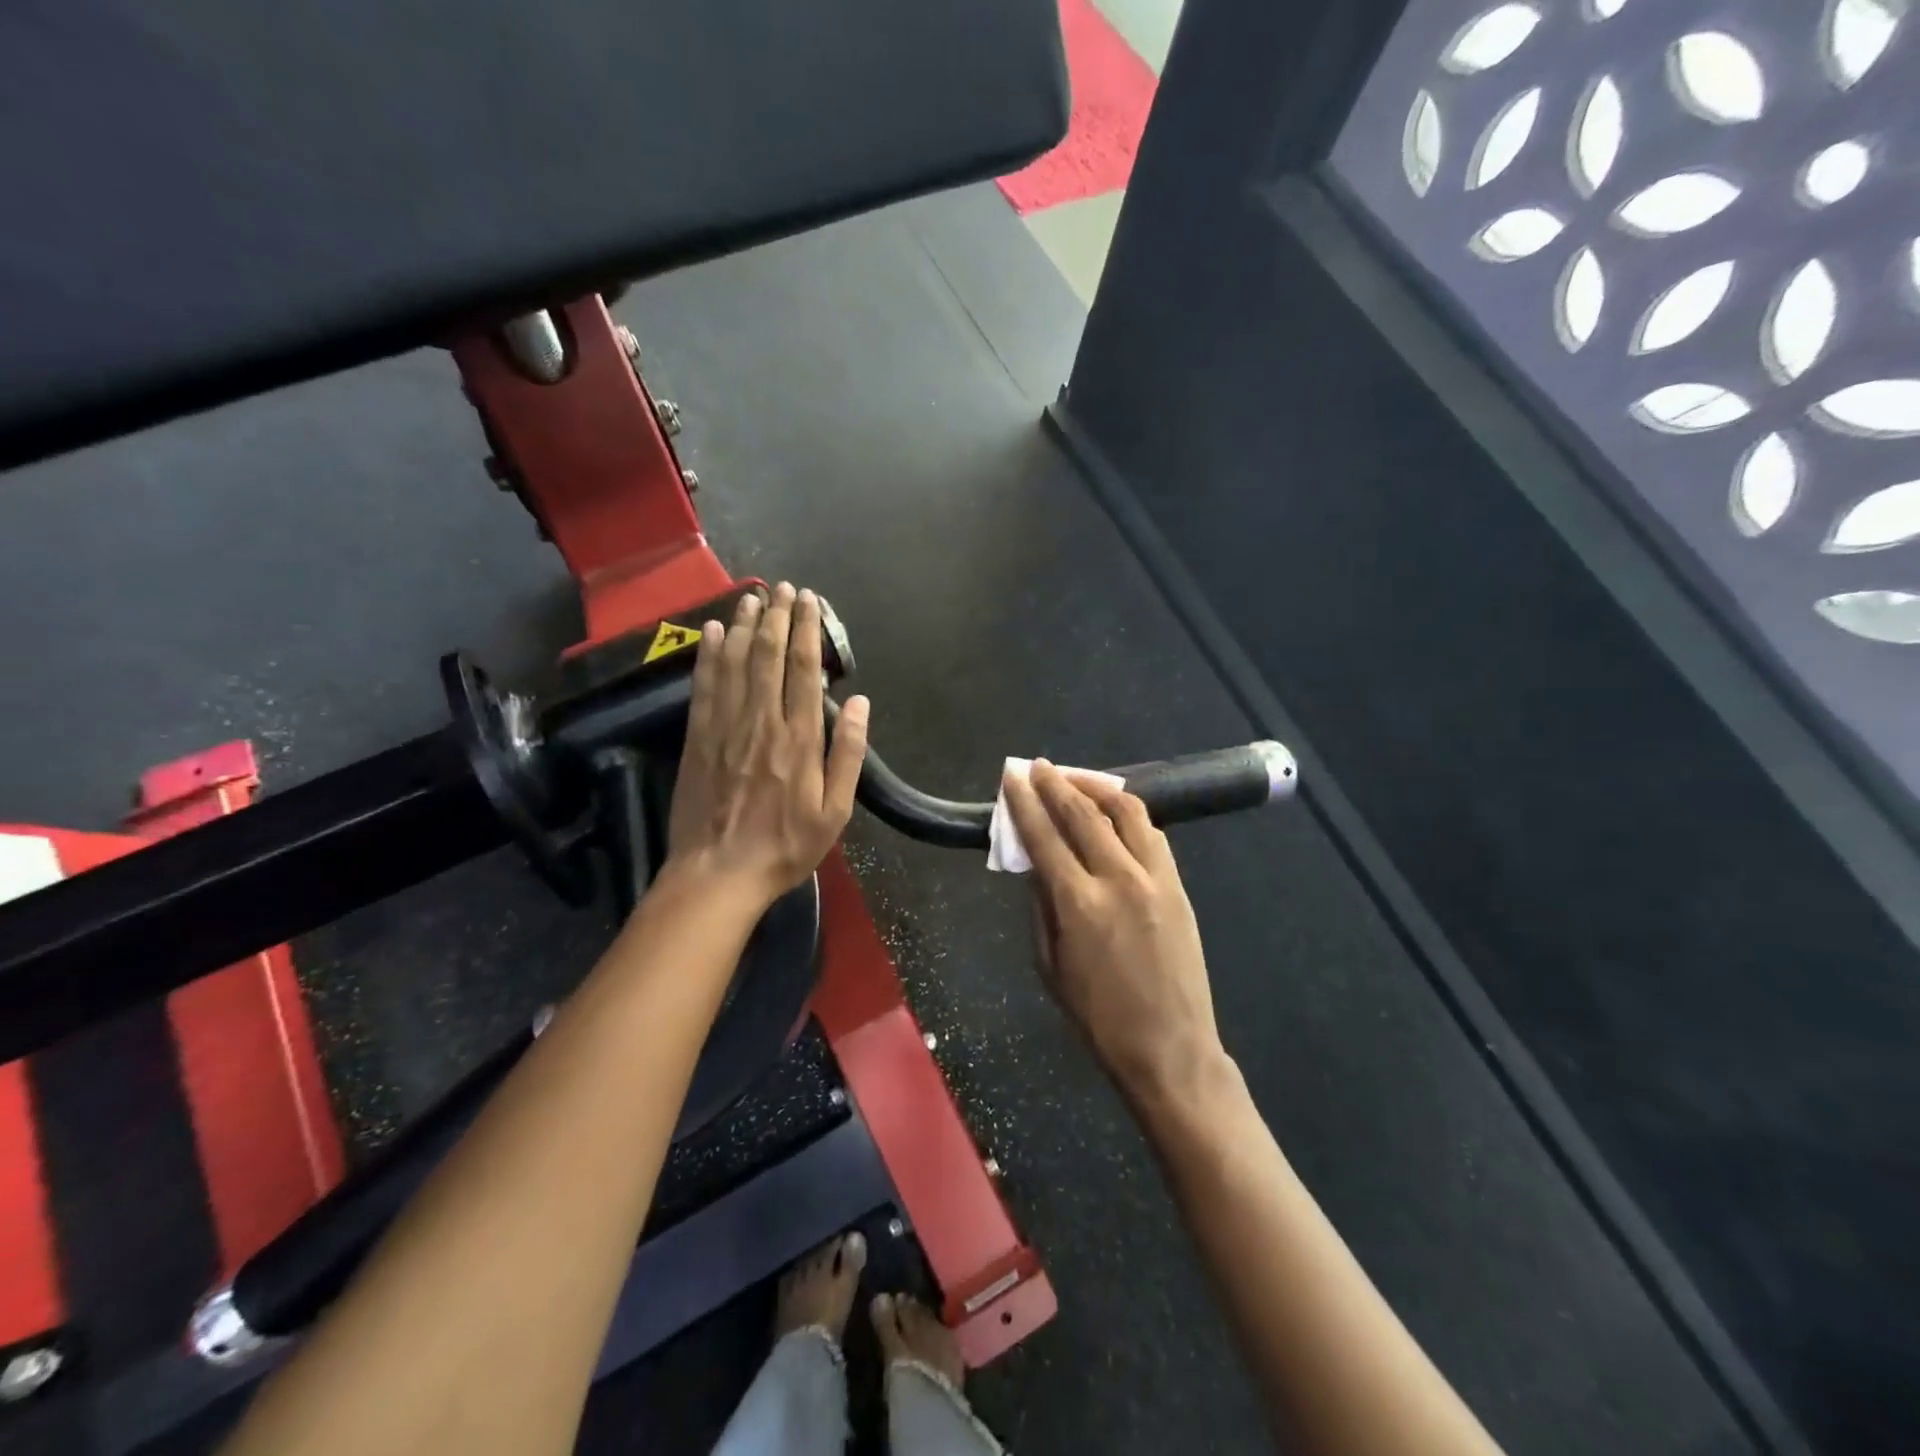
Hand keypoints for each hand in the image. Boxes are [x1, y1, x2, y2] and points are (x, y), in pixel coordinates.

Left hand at [664, 583, 868, 910]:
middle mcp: (761, 722)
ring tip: (751, 597)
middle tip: (782, 588)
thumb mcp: (835, 812)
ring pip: (735, 663)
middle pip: (768, 656)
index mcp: (799, 739)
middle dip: (777, 617)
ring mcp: (724, 727)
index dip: (806, 630)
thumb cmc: (785, 847)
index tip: (809, 601)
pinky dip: (709, 655)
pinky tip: (714, 632)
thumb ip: (847, 755)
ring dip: (744, 626)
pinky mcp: (697, 737)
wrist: (718, 873)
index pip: (803, 670)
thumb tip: (859, 703)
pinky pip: (704, 686)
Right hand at [1001, 761, 1226, 1107]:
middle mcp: (1119, 879)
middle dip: (1057, 784)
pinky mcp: (1178, 886)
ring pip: (1127, 812)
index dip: (1025, 803)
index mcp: (1079, 904)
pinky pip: (1152, 835)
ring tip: (1077, 779)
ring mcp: (1156, 879)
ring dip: (1097, 788)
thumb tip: (1035, 864)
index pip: (1044, 836)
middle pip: (1083, 814)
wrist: (1170, 1048)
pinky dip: (1129, 814)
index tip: (1013, 778)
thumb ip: (1041, 907)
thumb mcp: (1050, 966)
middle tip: (1039, 767)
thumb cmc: (1098, 1017)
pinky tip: (1115, 812)